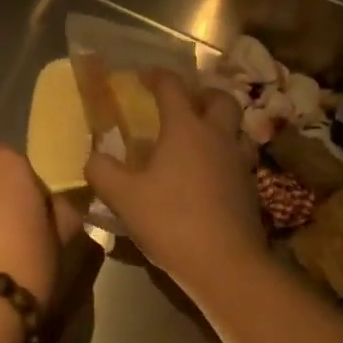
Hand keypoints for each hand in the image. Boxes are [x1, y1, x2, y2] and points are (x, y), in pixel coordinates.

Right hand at [86, 69, 264, 297]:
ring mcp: (238, 163)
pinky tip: (207, 176)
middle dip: (202, 94)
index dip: (157, 76)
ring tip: (199, 139)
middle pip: (221, 98)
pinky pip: (239, 160)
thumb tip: (92, 157)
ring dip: (220, 126)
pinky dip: (224, 158)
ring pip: (236, 130)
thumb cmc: (173, 221)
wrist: (228, 266)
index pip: (172, 86)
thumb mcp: (124, 197)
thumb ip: (102, 171)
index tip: (143, 76)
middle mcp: (216, 136)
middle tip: (184, 104)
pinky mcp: (250, 190)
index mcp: (185, 127)